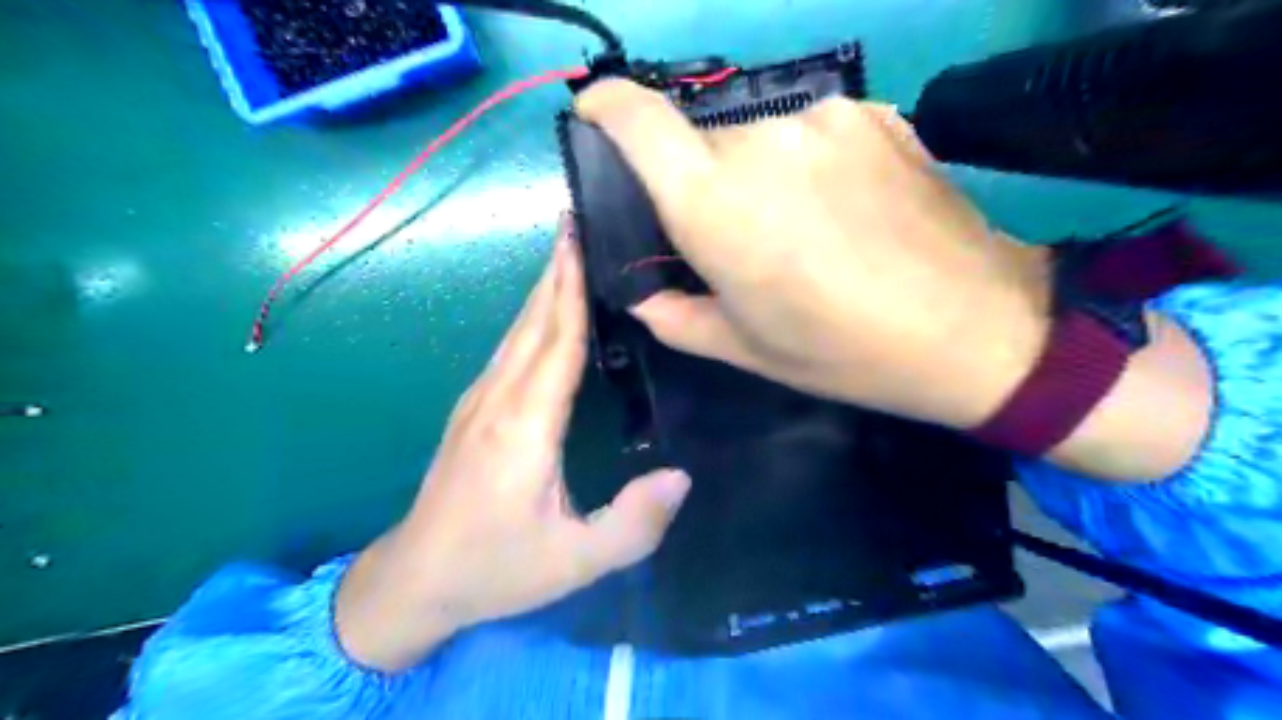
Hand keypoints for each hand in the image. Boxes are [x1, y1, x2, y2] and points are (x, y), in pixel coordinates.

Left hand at [329, 217, 691, 672]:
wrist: (417, 579)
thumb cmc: (496, 568)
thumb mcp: (574, 562)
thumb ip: (632, 524)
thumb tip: (682, 476)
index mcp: (524, 426)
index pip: (557, 341)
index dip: (572, 288)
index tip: (585, 237)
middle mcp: (498, 400)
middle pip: (533, 321)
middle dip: (557, 269)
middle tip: (581, 220)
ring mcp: (479, 401)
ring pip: (517, 330)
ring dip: (543, 288)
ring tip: (568, 252)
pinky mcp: (472, 410)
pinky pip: (508, 349)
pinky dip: (532, 318)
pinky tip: (545, 311)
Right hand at [577, 80, 1045, 427]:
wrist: (974, 329)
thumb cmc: (844, 350)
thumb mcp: (745, 349)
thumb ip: (675, 316)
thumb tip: (642, 293)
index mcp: (715, 203)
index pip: (637, 119)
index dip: (606, 109)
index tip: (596, 121)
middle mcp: (761, 141)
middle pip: (700, 142)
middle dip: (700, 183)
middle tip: (734, 236)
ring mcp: (824, 118)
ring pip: (757, 137)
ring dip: (757, 175)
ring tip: (800, 229)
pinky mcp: (874, 113)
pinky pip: (811, 131)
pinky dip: (807, 162)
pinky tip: (844, 207)